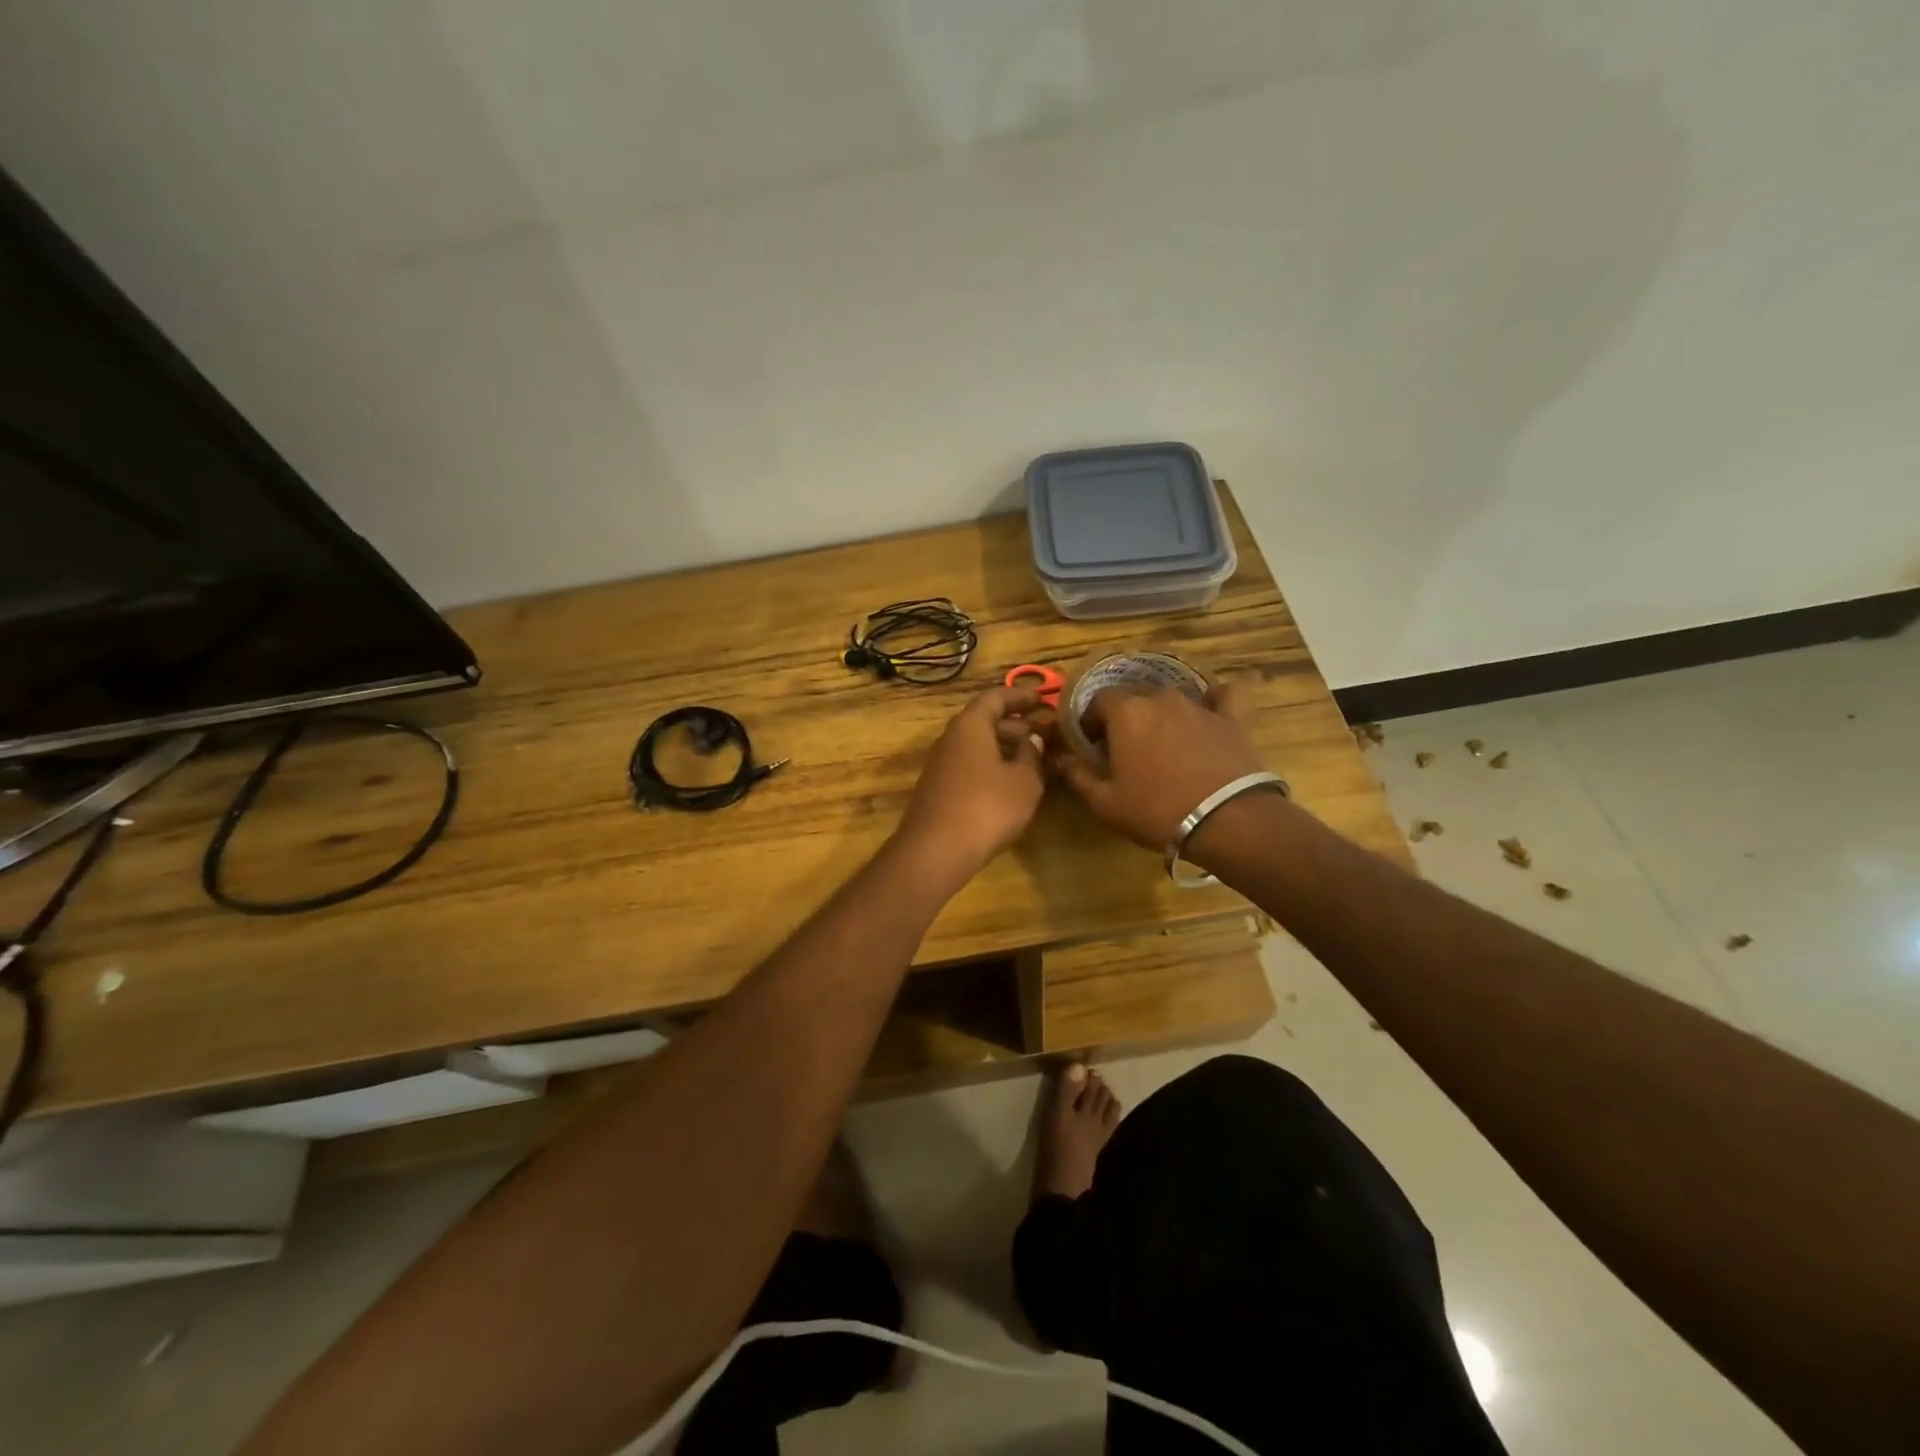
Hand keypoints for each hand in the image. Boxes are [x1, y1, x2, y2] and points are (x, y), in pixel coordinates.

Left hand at [895, 685, 1045, 884]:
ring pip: (977, 745)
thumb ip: (1032, 756)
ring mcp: (940, 765)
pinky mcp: (938, 789)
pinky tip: (1010, 784)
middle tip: (1044, 733)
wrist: (935, 852)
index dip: (1020, 696)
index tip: (1043, 699)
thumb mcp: (1024, 782)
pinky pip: (969, 765)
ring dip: (1004, 747)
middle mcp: (951, 739)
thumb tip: (1033, 740)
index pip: (995, 697)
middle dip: (1016, 724)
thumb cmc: (986, 807)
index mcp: (970, 726)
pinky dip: (991, 766)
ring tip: (1033, 759)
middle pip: (984, 721)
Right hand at [1048, 681, 1263, 852]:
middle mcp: (1161, 698)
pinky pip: (1226, 695)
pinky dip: (1217, 699)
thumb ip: (1077, 776)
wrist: (1226, 821)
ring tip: (1163, 742)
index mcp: (1126, 712)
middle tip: (1126, 748)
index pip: (1099, 700)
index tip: (1093, 744)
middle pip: (1135, 698)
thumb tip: (1060, 759)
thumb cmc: (1156, 810)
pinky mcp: (1233, 718)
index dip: (1092, 721)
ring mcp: (1200, 705)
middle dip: (1126, 717)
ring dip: (1162, 715)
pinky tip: (1214, 708)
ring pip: (1173, 698)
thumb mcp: (1104, 803)